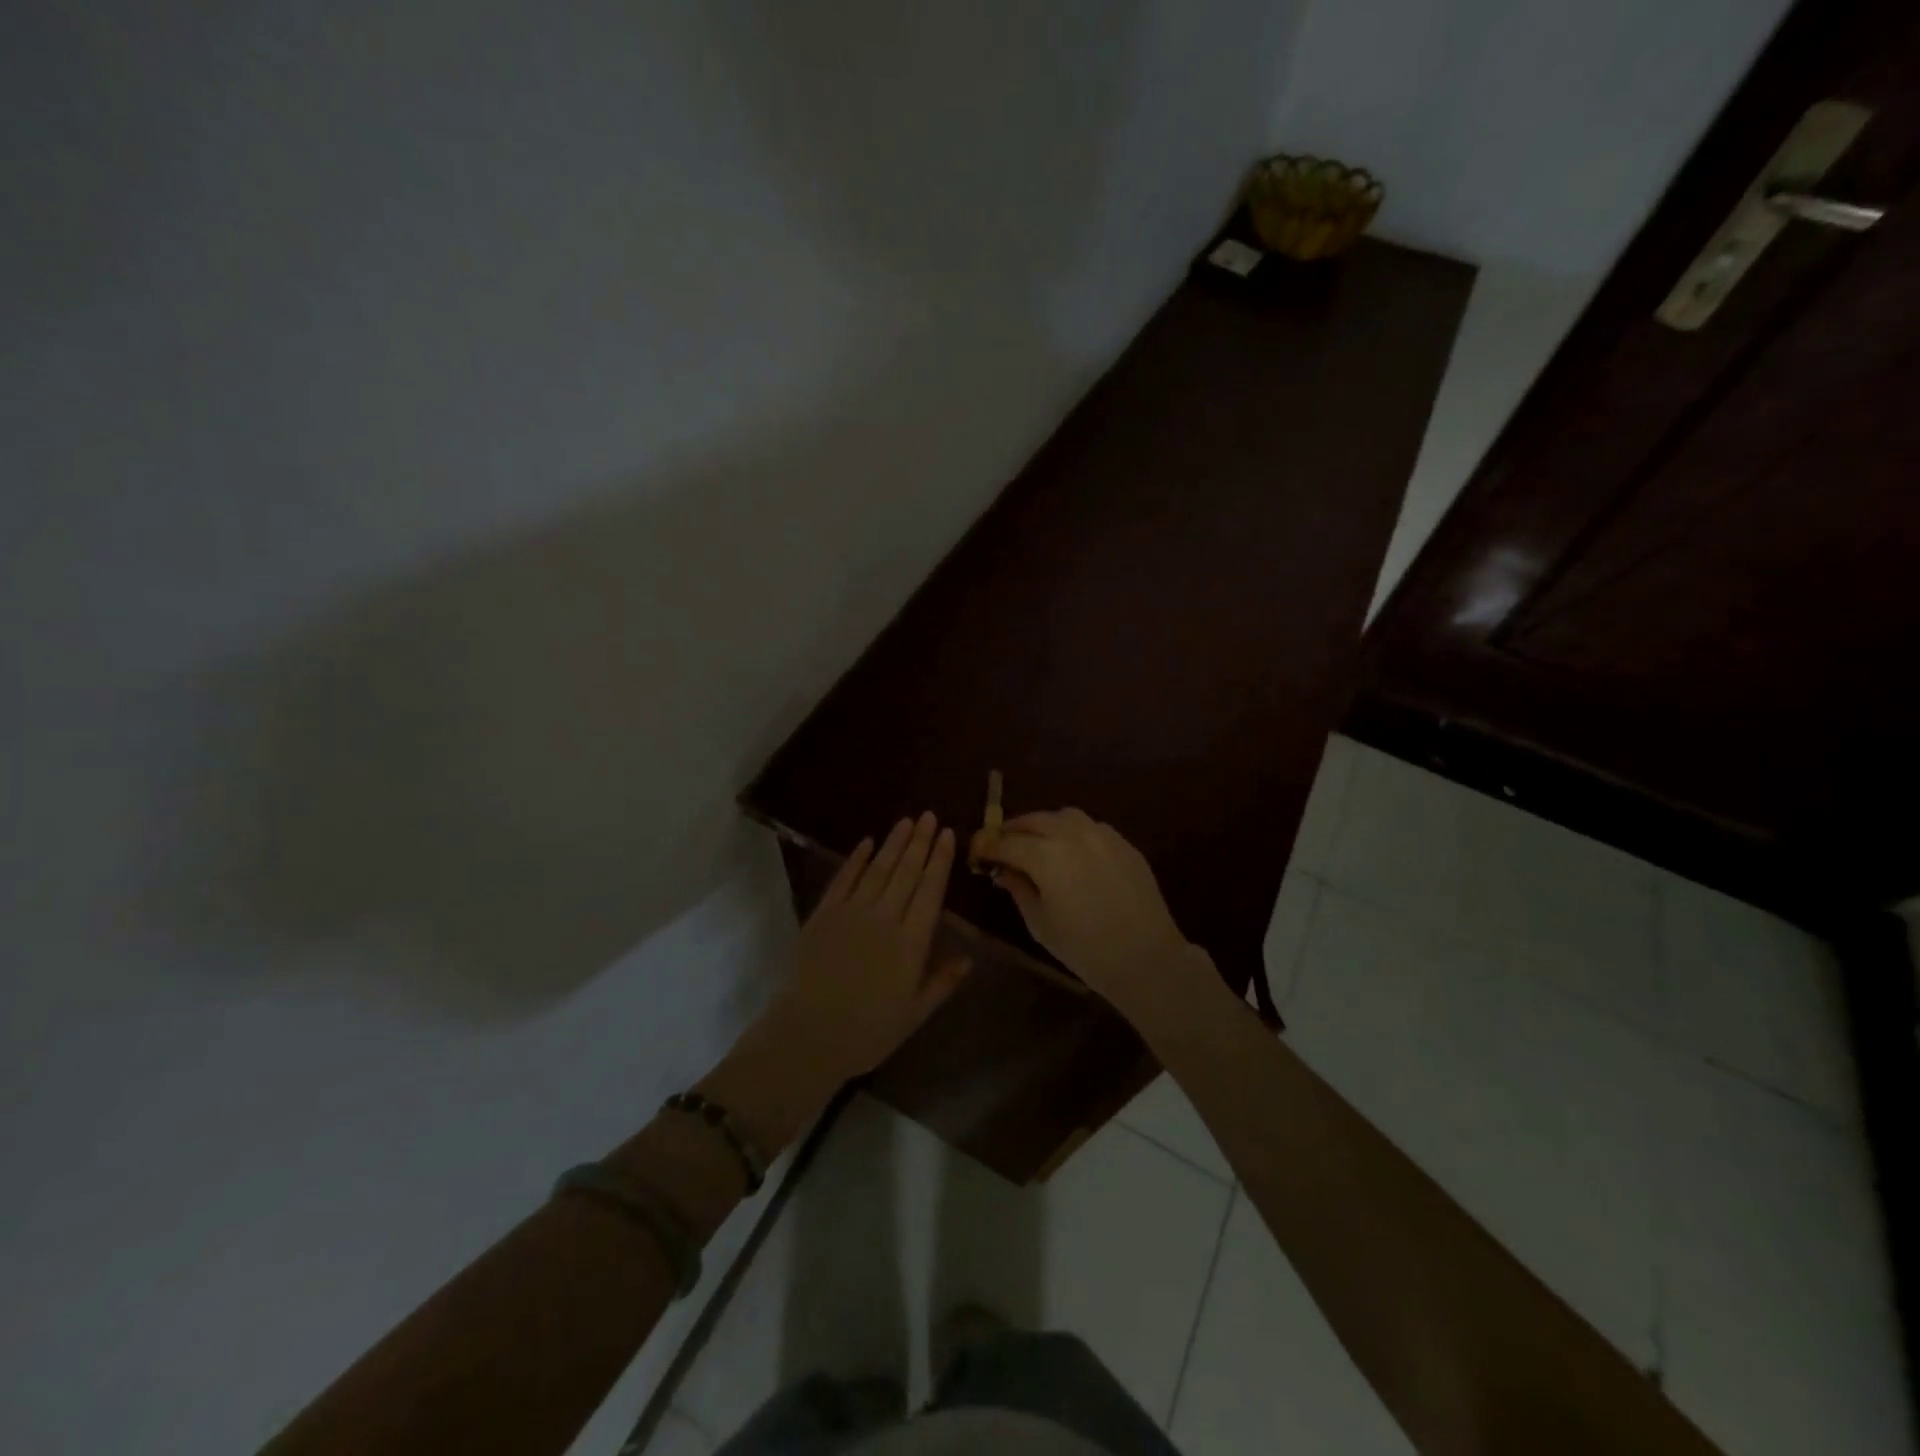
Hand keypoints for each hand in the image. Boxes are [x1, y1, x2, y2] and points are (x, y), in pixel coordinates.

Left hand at [762, 813, 969, 1080]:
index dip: (940, 860)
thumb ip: (942, 983)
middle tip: (929, 816)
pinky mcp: (823, 915)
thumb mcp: (914, 1014)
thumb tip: (969, 958)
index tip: (948, 834)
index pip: (931, 891)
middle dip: (920, 842)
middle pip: (906, 872)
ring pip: (878, 869)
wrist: (808, 1035)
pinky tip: (867, 842)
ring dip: (893, 843)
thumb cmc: (867, 1031)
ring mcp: (851, 913)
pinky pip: (843, 880)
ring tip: (907, 821)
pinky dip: (855, 859)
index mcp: (911, 943)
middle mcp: (884, 919)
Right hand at [978, 809, 1201, 1011]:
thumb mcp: (1041, 923)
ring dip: (1044, 825)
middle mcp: (1072, 835)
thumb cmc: (1085, 948)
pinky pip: (1090, 827)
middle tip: (1001, 845)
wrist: (1147, 957)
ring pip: (1064, 816)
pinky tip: (1071, 852)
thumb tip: (1004, 871)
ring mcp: (1102, 835)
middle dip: (1013, 830)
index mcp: (1046, 856)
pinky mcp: (1123, 843)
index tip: (976, 851)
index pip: (1006, 842)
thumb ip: (1019, 890)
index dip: (987, 845)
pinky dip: (1072, 832)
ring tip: (1037, 844)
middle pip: (1034, 820)